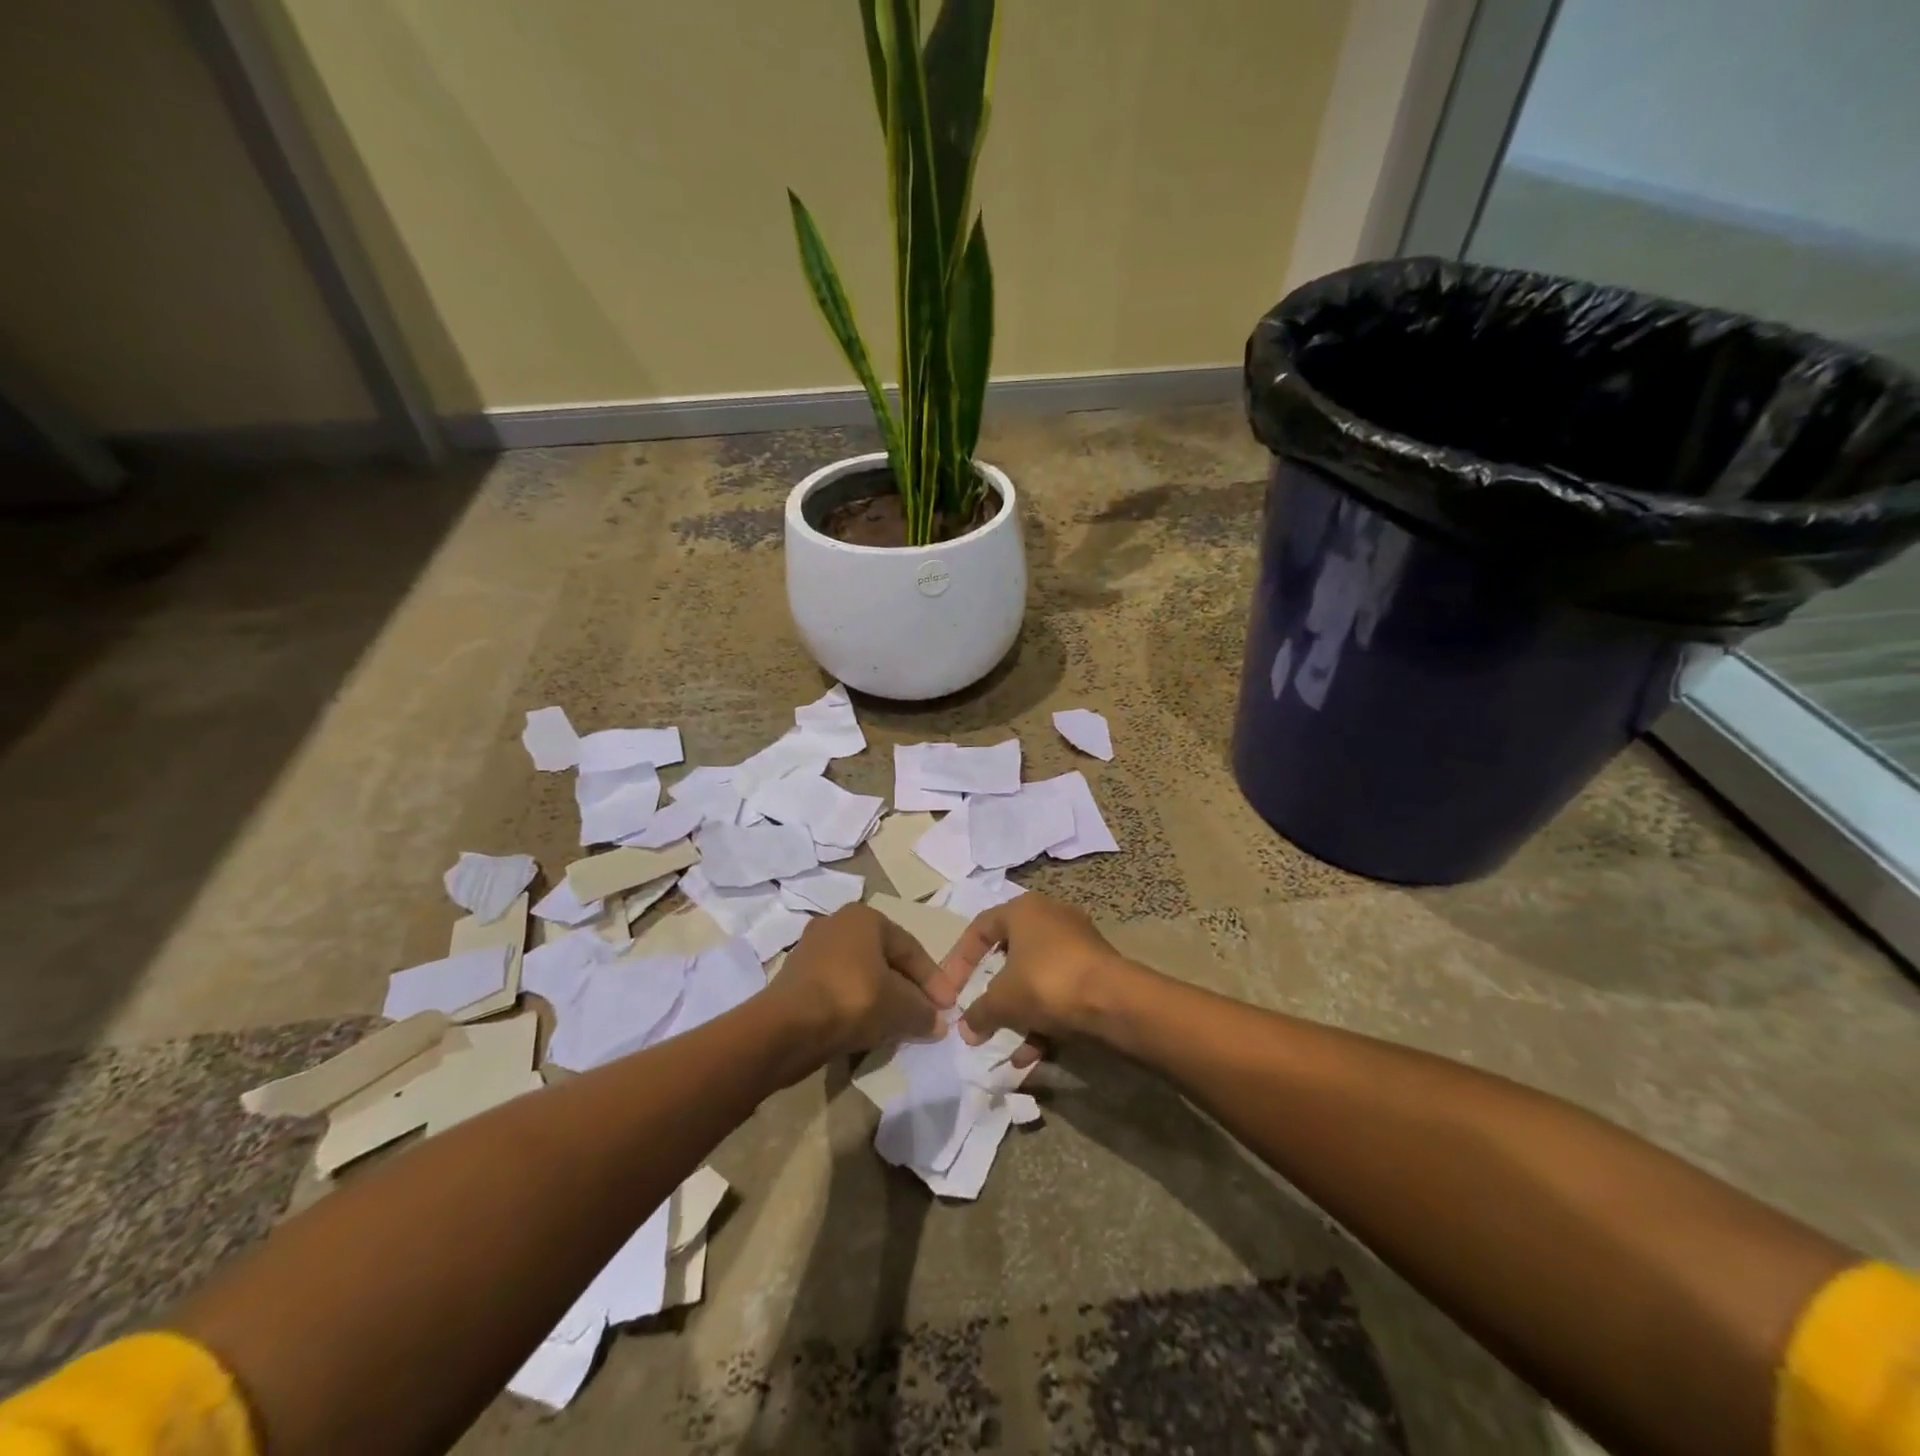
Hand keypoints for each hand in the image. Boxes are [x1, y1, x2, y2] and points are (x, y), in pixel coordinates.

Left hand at [768, 904, 951, 1062]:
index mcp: (864, 917)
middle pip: (884, 960)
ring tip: (897, 1027)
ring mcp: (811, 951)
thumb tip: (939, 1023)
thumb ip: (924, 1012)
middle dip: (906, 990)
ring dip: (881, 1000)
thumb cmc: (853, 1000)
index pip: (910, 948)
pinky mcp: (795, 980)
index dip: (933, 980)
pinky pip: (837, 991)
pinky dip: (855, 1008)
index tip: (947, 1008)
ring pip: (860, 977)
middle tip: (923, 1016)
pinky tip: (865, 1031)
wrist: (786, 1028)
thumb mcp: (901, 1007)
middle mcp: (836, 924)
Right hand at [937, 894, 1128, 1056]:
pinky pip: (1058, 993)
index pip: (980, 928)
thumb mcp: (1002, 1000)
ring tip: (1004, 1045)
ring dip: (1018, 1013)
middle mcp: (1049, 918)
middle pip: (1009, 954)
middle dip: (992, 991)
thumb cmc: (1047, 982)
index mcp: (1023, 910)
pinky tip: (1031, 1056)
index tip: (949, 991)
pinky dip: (1043, 1020)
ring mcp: (1076, 944)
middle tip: (978, 1014)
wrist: (1114, 1000)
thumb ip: (978, 1012)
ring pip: (1035, 978)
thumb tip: (965, 1028)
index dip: (959, 960)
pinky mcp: (1095, 970)